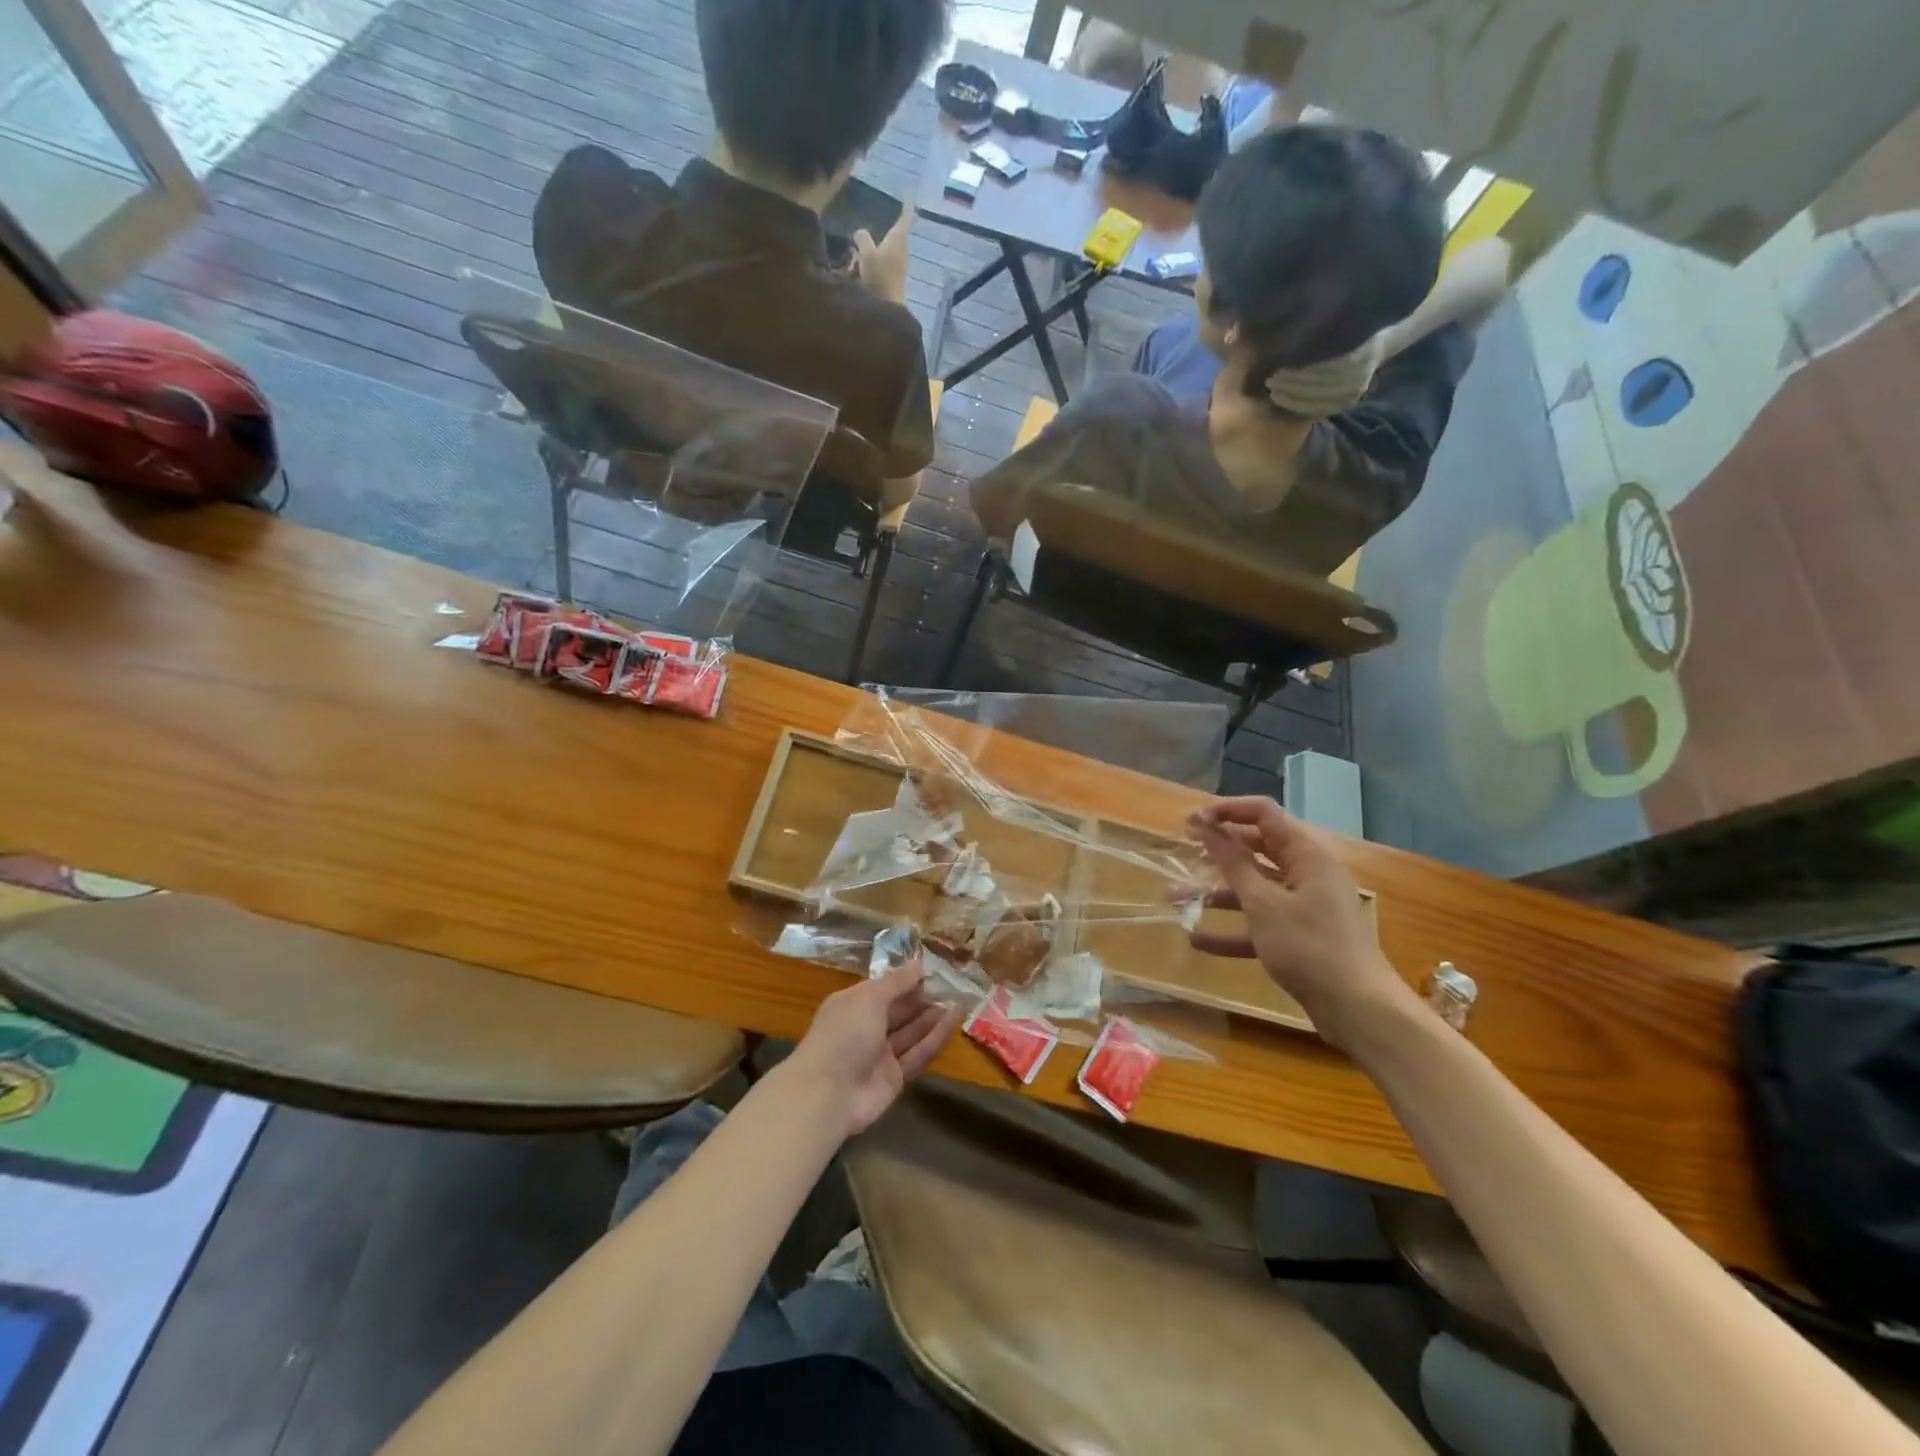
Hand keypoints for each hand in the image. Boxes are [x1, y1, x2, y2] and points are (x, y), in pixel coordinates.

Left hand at [784, 966, 960, 1136]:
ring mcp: (880, 1055)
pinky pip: (918, 1054)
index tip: (934, 968)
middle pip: (899, 1009)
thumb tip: (919, 963)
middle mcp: (866, 1027)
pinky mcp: (895, 1078)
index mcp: (853, 1004)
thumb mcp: (869, 998)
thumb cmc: (845, 1034)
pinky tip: (954, 1021)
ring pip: (911, 1032)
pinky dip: (936, 1038)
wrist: (828, 1095)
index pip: (883, 987)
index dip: (907, 978)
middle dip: (923, 996)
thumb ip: (897, 982)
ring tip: (959, 998)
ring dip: (933, 1016)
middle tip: (953, 983)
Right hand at [852, 204, 914, 305]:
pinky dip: (869, 265)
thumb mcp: (866, 253)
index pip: (905, 215)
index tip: (909, 191)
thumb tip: (860, 233)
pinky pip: (880, 265)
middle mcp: (902, 250)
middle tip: (863, 238)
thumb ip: (862, 238)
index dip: (907, 203)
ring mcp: (898, 265)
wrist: (887, 309)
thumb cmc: (879, 277)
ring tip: (853, 261)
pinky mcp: (893, 278)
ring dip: (868, 253)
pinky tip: (856, 273)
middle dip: (879, 234)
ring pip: (883, 250)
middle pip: (892, 234)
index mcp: (899, 238)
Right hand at [1187, 796, 1414, 1050]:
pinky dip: (1232, 929)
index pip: (1263, 814)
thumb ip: (1233, 864)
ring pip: (1254, 889)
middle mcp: (1307, 874)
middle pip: (1257, 850)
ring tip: (1174, 898)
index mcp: (1306, 855)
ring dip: (1215, 893)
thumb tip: (1208, 827)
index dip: (1226, 811)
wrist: (1359, 1009)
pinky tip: (1198, 941)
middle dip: (1217, 851)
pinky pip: (1260, 923)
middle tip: (1184, 851)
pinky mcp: (1300, 937)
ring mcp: (1305, 907)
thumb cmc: (1309, 946)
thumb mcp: (1263, 903)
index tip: (1191, 822)